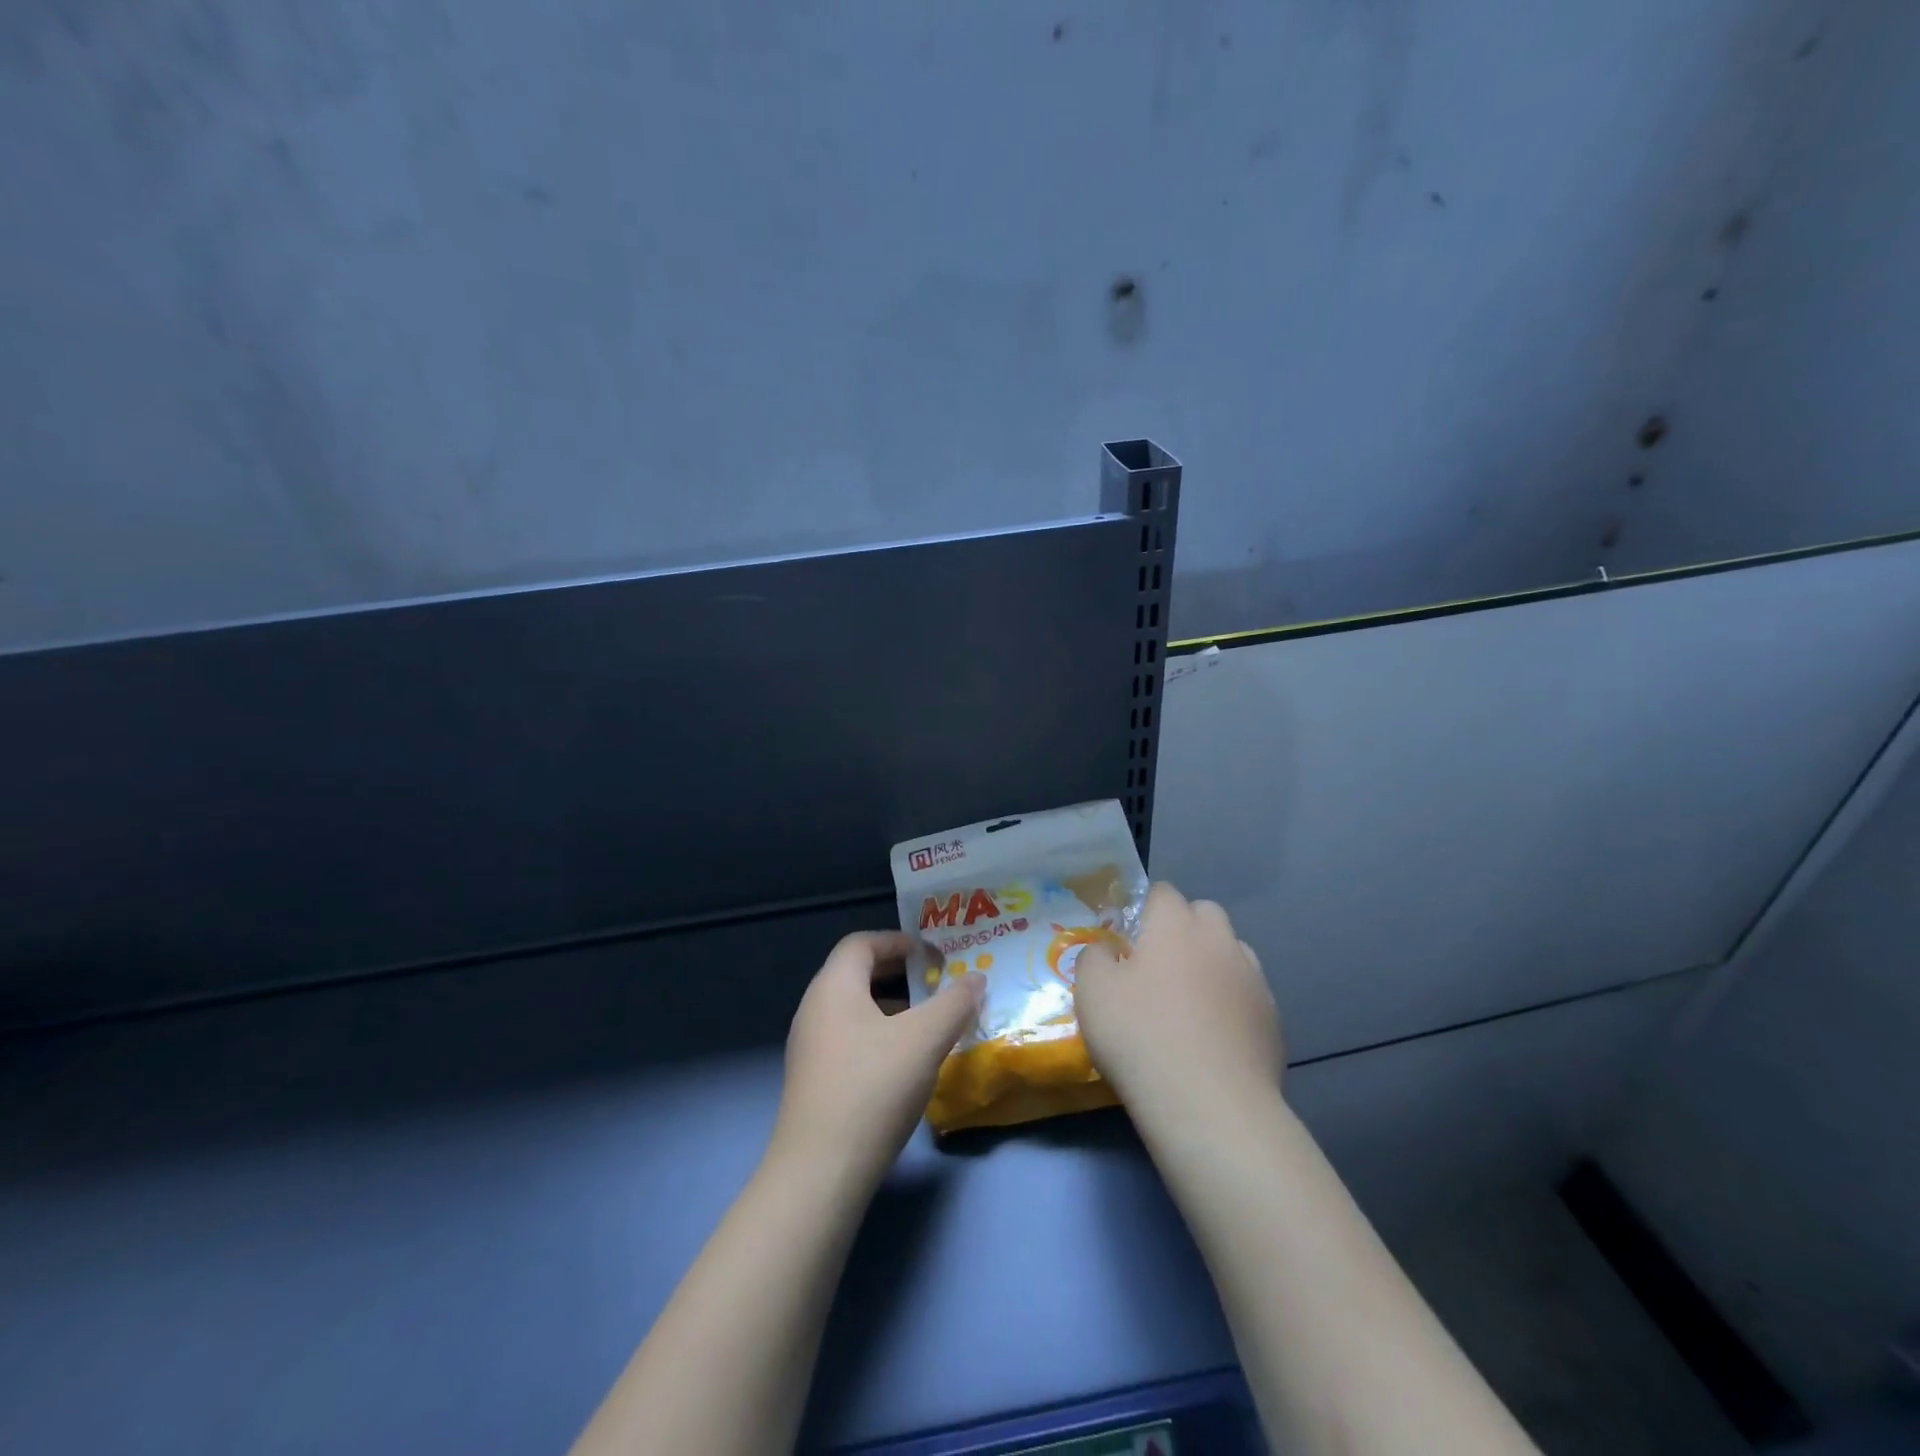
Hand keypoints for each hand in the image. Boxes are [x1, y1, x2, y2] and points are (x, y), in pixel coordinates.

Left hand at [770, 931, 983, 1190]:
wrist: (820, 1172)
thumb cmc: (873, 1088)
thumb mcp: (925, 1040)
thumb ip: (954, 1003)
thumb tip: (976, 978)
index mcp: (834, 986)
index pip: (862, 942)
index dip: (899, 941)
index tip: (933, 955)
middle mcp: (814, 1008)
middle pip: (857, 973)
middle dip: (899, 973)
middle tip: (937, 984)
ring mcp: (809, 1046)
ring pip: (854, 1008)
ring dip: (892, 1006)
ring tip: (928, 1023)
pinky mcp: (813, 1079)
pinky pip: (849, 1037)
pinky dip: (878, 1034)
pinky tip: (904, 1061)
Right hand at [1073, 882, 1281, 1120]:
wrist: (1210, 1106)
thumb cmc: (1141, 1037)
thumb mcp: (1091, 991)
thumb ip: (1094, 956)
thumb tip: (1107, 950)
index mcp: (1176, 925)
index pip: (1163, 892)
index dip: (1144, 909)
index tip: (1128, 940)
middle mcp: (1220, 940)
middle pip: (1204, 914)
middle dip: (1183, 929)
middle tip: (1157, 967)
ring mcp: (1253, 979)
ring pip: (1231, 952)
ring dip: (1211, 963)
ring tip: (1189, 1004)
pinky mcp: (1273, 1019)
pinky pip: (1247, 994)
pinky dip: (1231, 1003)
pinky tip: (1213, 1037)